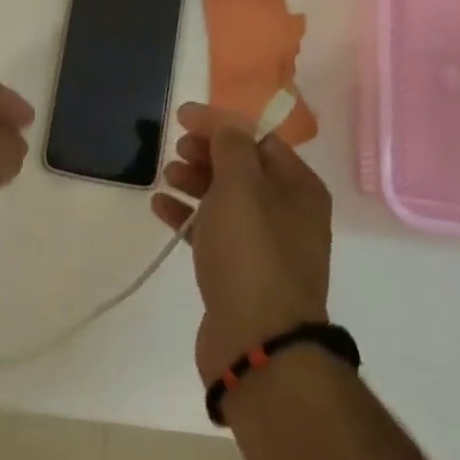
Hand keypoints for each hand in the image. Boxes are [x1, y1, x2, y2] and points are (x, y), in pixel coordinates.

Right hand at [153, 102, 332, 379]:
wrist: (258, 341)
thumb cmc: (252, 253)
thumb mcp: (242, 186)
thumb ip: (232, 145)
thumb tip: (226, 122)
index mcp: (298, 188)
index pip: (258, 139)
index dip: (220, 124)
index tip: (181, 117)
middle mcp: (288, 213)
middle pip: (242, 168)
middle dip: (207, 153)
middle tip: (175, 148)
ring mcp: (264, 245)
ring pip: (226, 200)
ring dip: (195, 181)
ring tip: (166, 175)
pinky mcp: (240, 272)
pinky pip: (212, 231)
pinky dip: (188, 215)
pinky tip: (160, 207)